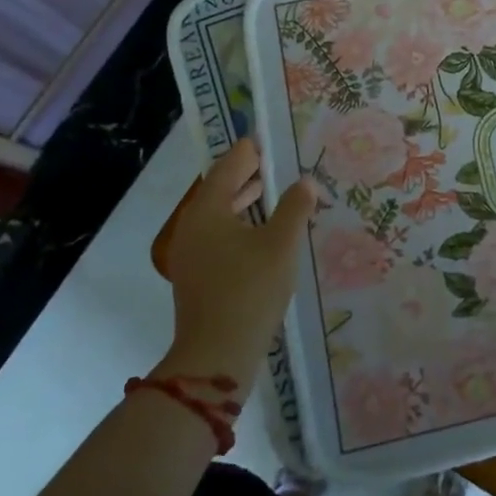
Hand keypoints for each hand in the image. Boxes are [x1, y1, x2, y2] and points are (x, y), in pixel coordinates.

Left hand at [157, 140, 315, 387]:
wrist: (216, 355)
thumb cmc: (249, 290)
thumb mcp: (281, 244)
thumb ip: (295, 208)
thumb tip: (306, 182)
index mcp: (208, 209)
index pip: (229, 165)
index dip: (249, 151)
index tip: (268, 139)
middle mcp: (192, 225)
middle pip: (220, 188)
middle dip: (247, 174)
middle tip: (275, 161)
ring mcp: (190, 252)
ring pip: (218, 214)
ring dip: (243, 200)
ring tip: (271, 191)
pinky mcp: (195, 274)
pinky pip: (217, 235)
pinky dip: (238, 223)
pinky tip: (261, 232)